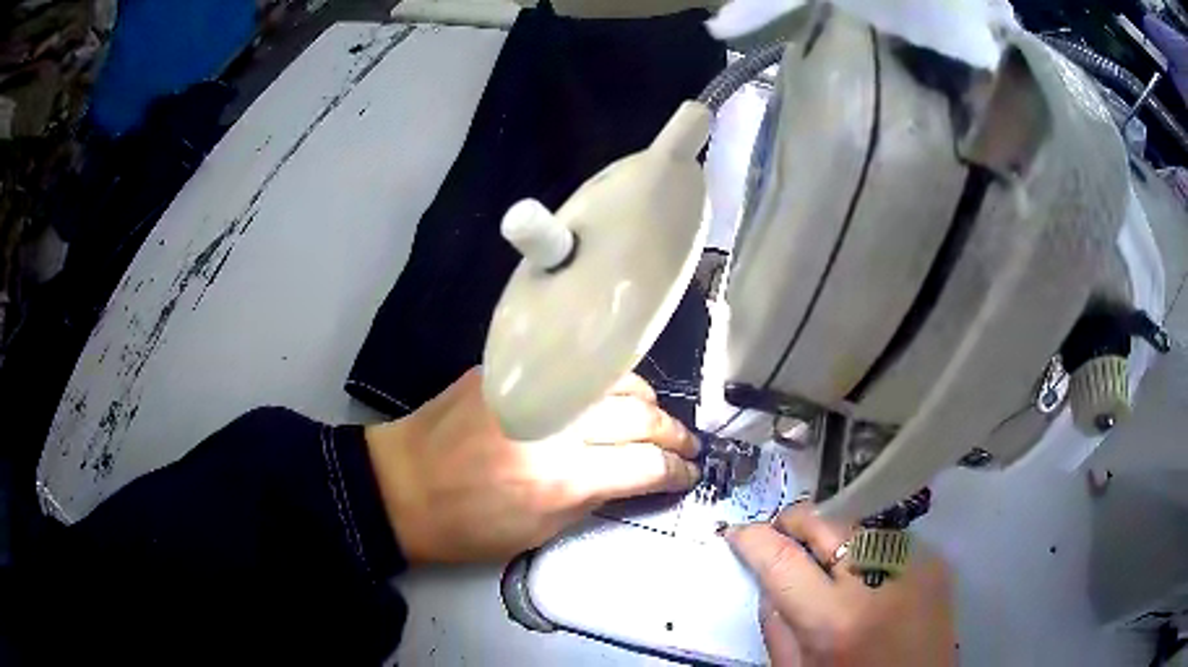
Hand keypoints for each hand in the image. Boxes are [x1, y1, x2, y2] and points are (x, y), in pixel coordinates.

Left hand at [365, 367, 700, 562]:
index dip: (676, 471)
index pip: (644, 465)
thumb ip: (594, 500)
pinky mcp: (510, 368)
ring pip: (617, 382)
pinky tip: (614, 394)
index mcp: (561, 479)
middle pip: (640, 417)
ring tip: (656, 420)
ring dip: (648, 403)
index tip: (688, 474)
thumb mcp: (538, 534)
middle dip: (674, 435)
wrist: (401, 485)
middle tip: (686, 446)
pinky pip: (577, 368)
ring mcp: (533, 388)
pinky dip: (608, 382)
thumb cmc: (467, 526)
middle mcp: (555, 426)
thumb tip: (635, 478)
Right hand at [727, 504, 955, 666]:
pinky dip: (867, 549)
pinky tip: (865, 575)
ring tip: (826, 561)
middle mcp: (879, 580)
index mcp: (834, 620)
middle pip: (826, 523)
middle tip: (780, 536)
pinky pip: (889, 539)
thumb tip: (767, 578)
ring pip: (858, 524)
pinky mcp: (936, 563)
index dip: (753, 539)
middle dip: (794, 522)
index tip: (740, 534)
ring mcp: (914, 565)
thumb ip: (776, 624)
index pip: (782, 559)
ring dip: (833, 536)